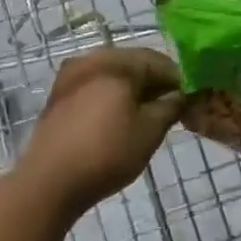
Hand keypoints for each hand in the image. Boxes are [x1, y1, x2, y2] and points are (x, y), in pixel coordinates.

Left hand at [17, 47, 183, 215]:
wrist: (49, 182)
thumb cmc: (107, 153)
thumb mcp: (150, 131)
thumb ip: (170, 106)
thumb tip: (180, 94)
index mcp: (116, 63)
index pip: (158, 60)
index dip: (178, 78)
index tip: (190, 98)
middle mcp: (92, 59)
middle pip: (133, 63)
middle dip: (154, 82)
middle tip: (171, 106)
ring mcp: (71, 75)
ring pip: (113, 74)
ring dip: (133, 88)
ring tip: (147, 114)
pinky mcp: (59, 94)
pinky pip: (95, 85)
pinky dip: (112, 95)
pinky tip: (120, 118)